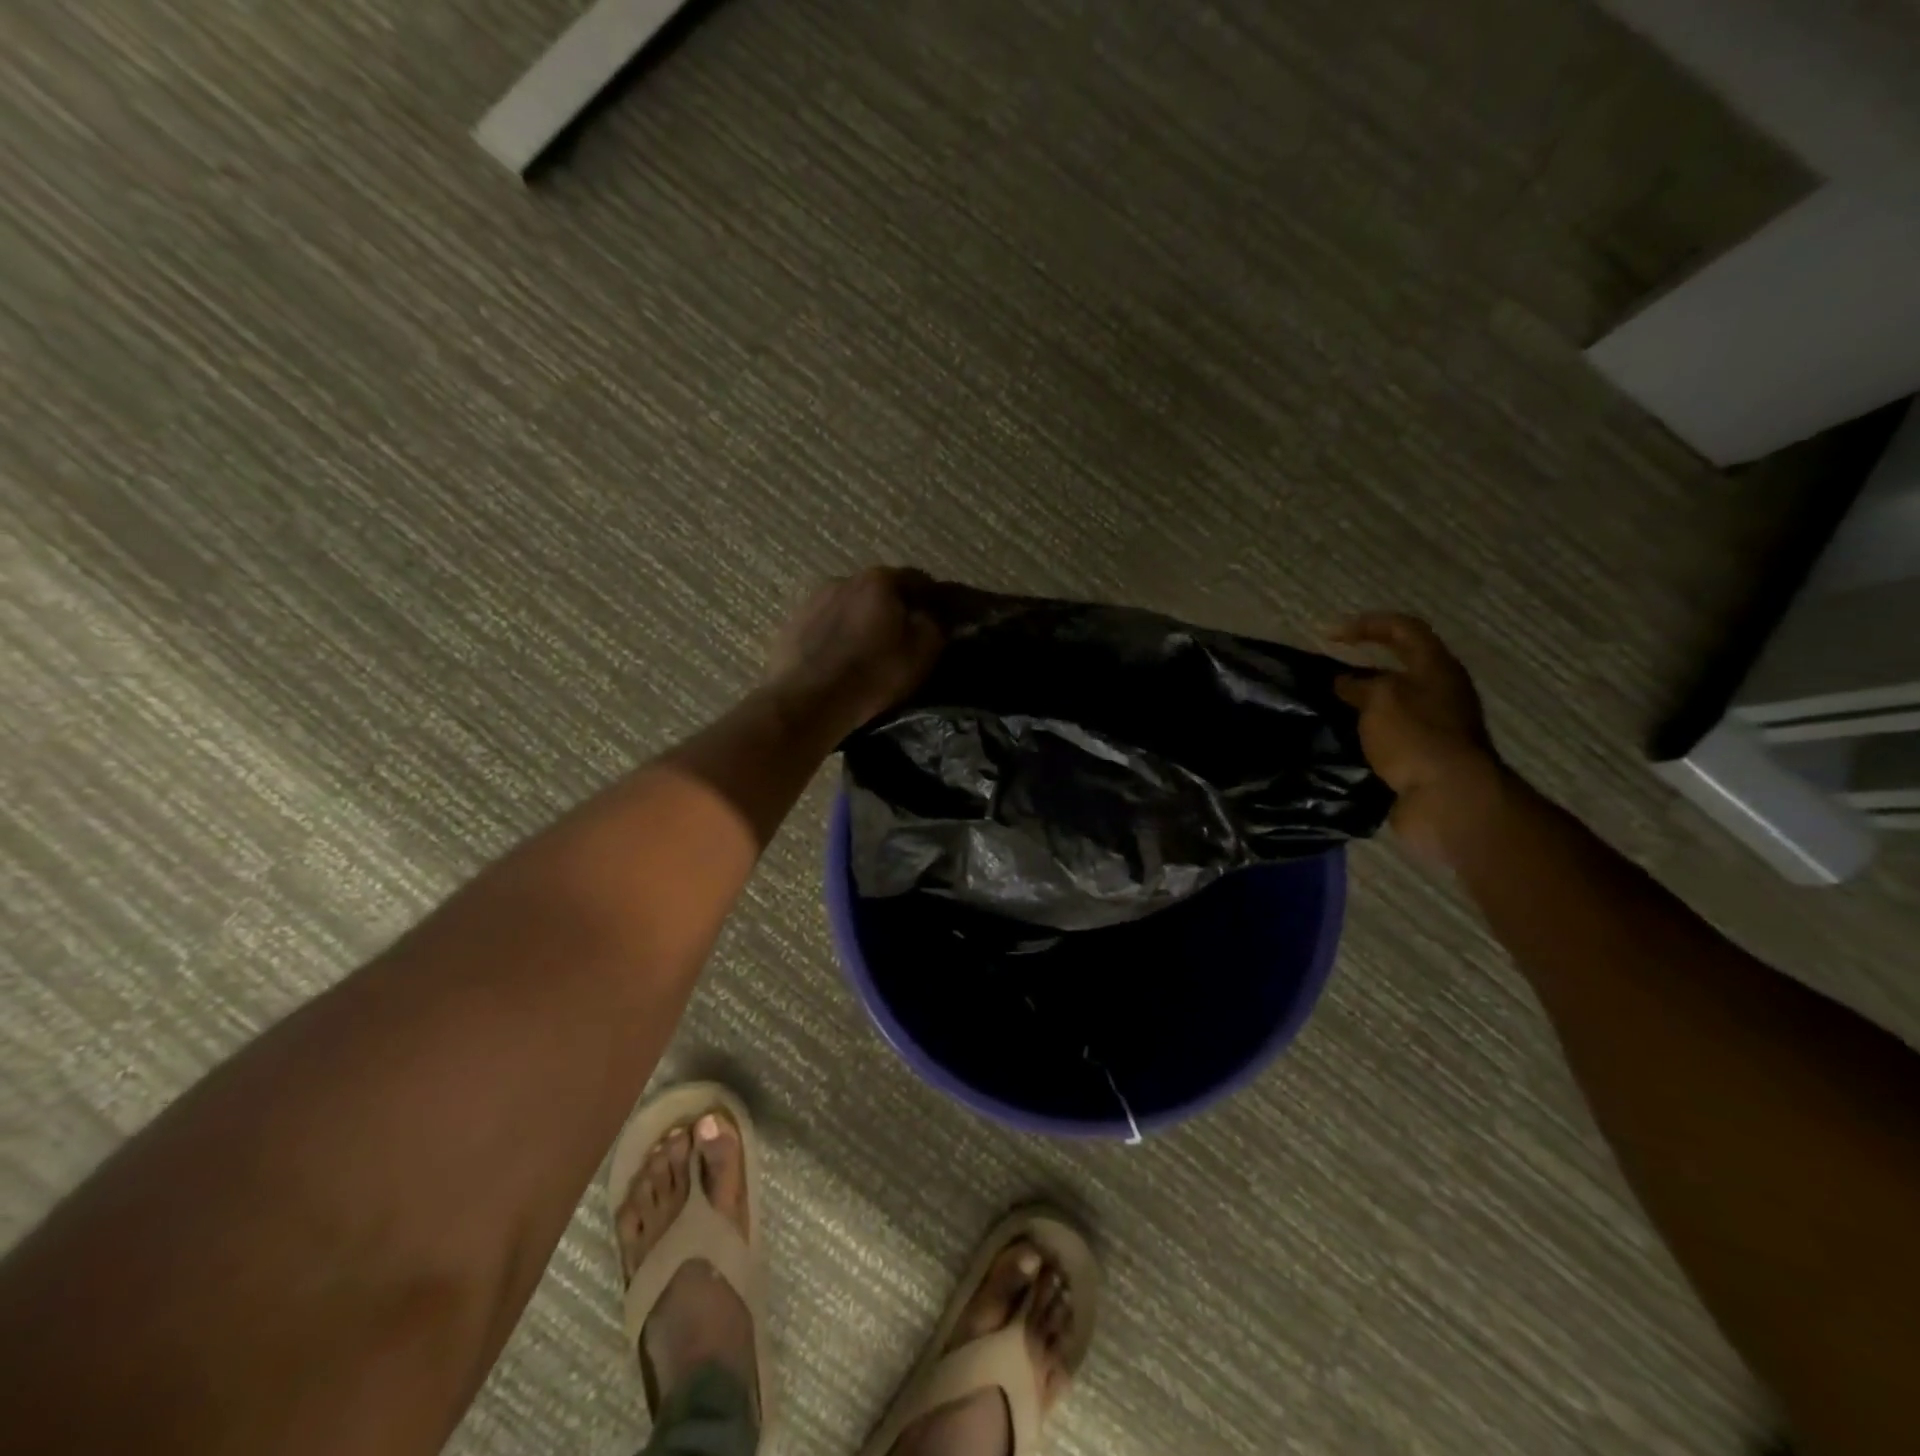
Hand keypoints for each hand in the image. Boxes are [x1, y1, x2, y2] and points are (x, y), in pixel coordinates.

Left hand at [763, 567, 945, 739]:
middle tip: (905, 637)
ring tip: (870, 649)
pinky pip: (826, 624)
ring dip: (864, 621)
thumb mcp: (922, 652)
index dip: (934, 601)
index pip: (919, 580)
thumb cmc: (872, 675)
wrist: (807, 702)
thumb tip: (934, 613)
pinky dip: (839, 635)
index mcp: (880, 580)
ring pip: (851, 606)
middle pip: (881, 590)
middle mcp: (844, 579)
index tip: (941, 621)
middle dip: (895, 609)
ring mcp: (813, 600)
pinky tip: (841, 658)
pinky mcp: (792, 624)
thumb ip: (935, 623)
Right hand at [1330, 613, 1503, 863]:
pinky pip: (1385, 738)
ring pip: (1389, 706)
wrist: (1449, 800)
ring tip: (1324, 711)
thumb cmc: (1417, 737)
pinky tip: (1337, 742)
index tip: (1328, 636)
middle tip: (1324, 678)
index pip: (1402, 630)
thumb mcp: (1381, 699)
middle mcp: (1439, 693)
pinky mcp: (1420, 758)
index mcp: (1436, 669)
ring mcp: (1432, 728)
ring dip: (1358, 706)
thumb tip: (1343, 683)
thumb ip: (1359, 685)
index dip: (1366, 624)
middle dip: (1360, 669)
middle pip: (1398, 668)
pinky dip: (1361, 736)